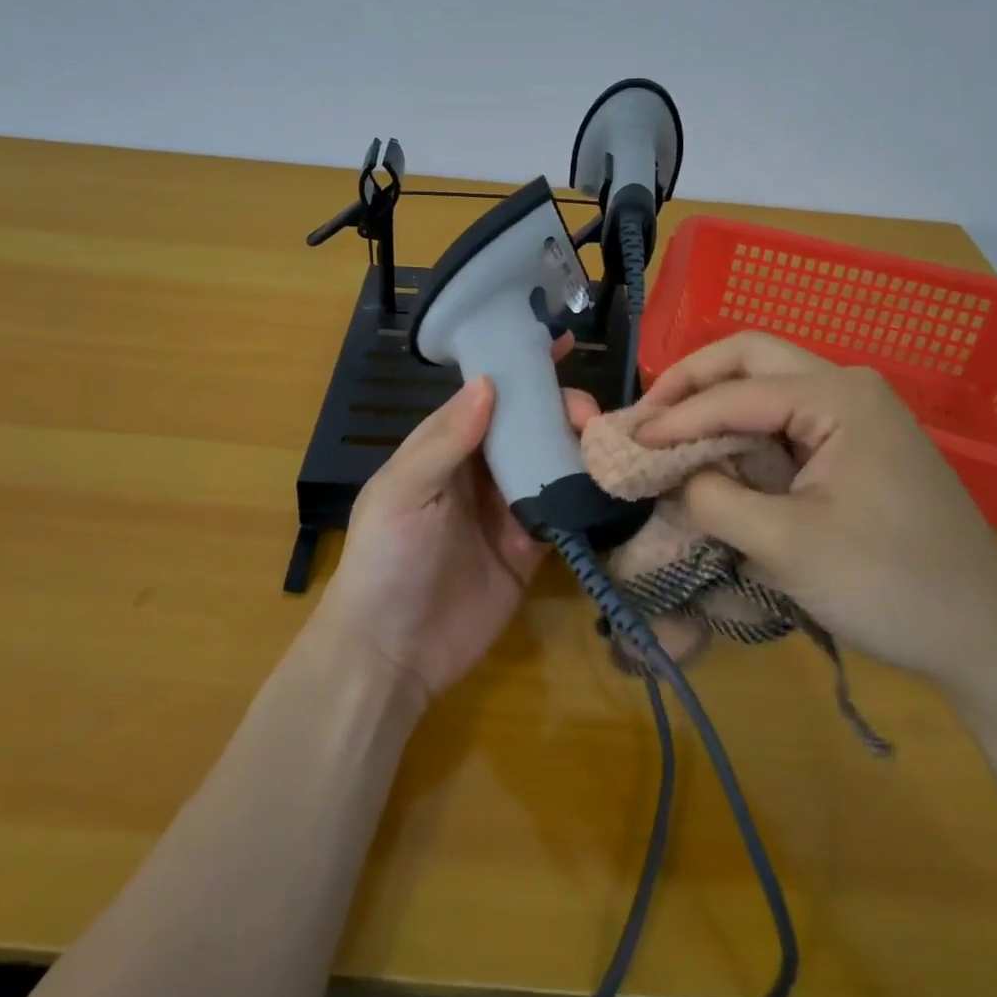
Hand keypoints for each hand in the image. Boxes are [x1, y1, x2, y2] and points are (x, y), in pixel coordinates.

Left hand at [318, 364, 599, 706]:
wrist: (390, 654)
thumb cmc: (386, 559)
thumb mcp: (403, 491)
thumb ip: (445, 440)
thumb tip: (488, 383)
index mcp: (444, 447)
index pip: (488, 396)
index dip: (520, 369)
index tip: (559, 342)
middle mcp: (479, 471)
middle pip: (528, 426)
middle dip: (560, 411)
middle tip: (589, 416)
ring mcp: (507, 509)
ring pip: (550, 463)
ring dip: (578, 448)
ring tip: (607, 442)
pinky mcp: (531, 549)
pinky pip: (562, 512)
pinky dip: (584, 497)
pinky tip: (610, 482)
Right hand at [636, 331, 996, 696]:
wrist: (988, 638)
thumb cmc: (890, 586)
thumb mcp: (787, 547)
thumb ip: (715, 500)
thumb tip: (673, 478)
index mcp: (838, 397)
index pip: (735, 394)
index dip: (676, 417)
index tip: (628, 441)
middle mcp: (848, 387)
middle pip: (750, 357)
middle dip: (692, 380)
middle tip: (648, 414)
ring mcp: (857, 413)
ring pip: (767, 382)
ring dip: (715, 401)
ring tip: (668, 431)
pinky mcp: (857, 444)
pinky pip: (785, 418)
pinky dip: (742, 429)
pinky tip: (715, 453)